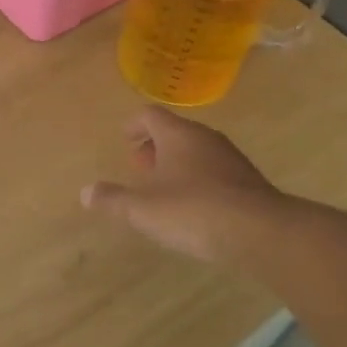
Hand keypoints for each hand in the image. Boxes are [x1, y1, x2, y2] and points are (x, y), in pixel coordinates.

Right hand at [81, 107, 278, 263]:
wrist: (261, 232)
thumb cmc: (193, 211)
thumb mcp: (142, 209)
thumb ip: (113, 199)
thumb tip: (86, 192)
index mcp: (177, 134)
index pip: (150, 115)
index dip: (134, 125)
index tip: (124, 138)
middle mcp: (205, 138)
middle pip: (174, 132)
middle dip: (154, 147)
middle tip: (140, 167)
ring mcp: (230, 158)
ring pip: (196, 151)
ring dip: (177, 164)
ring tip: (164, 189)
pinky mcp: (248, 181)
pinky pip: (215, 170)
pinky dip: (199, 180)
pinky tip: (194, 207)